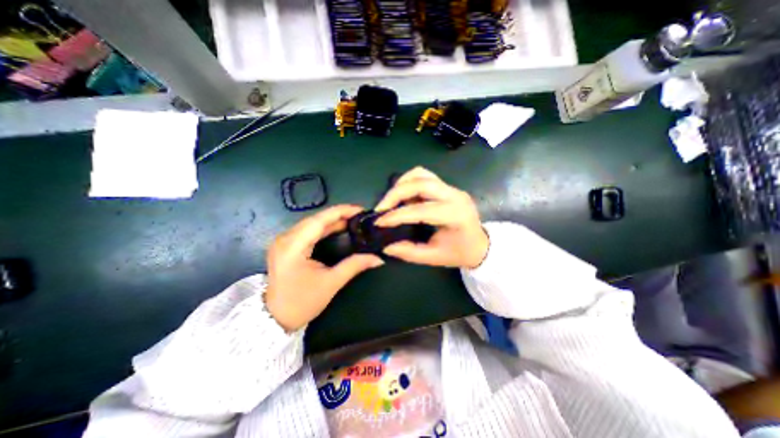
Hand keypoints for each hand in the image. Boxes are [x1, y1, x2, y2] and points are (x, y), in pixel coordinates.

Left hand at [266, 205, 383, 331]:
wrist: (275, 319)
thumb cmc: (302, 302)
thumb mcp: (331, 283)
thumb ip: (355, 266)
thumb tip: (377, 258)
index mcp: (293, 246)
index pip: (319, 220)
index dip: (340, 212)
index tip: (359, 210)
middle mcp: (285, 239)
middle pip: (315, 219)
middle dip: (339, 215)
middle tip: (359, 216)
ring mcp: (283, 241)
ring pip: (311, 223)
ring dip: (332, 220)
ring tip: (352, 220)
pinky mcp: (285, 245)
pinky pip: (307, 230)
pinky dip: (324, 228)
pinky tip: (337, 228)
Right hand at [372, 168, 484, 267]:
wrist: (480, 244)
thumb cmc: (459, 253)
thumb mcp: (434, 258)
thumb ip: (409, 252)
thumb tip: (386, 246)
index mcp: (455, 215)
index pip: (420, 210)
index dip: (397, 216)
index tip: (379, 222)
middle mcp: (455, 196)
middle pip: (420, 183)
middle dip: (395, 194)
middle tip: (381, 209)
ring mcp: (452, 188)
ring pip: (421, 174)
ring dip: (402, 185)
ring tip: (391, 202)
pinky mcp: (447, 187)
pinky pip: (424, 176)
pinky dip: (409, 183)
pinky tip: (404, 197)